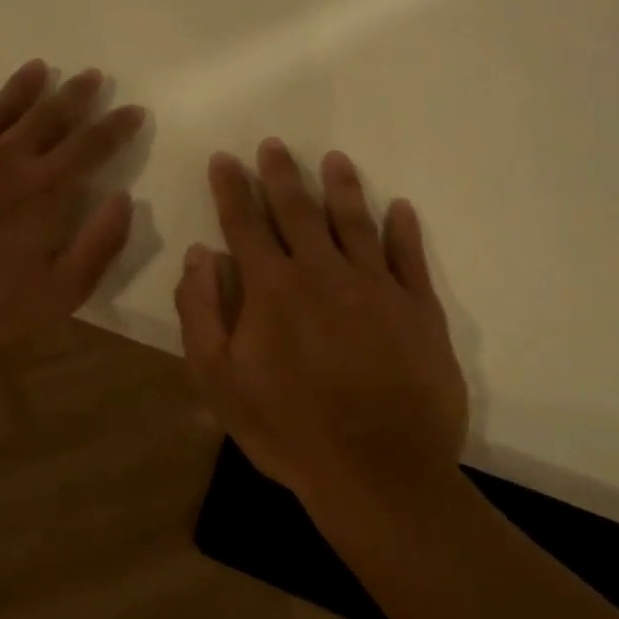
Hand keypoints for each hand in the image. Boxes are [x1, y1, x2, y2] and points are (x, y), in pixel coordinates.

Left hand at [0, 59, 145, 368]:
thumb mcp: (61, 291)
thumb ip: (99, 243)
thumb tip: (123, 199)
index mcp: (44, 189)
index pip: (90, 146)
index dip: (116, 126)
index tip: (133, 110)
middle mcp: (6, 159)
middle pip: (48, 116)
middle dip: (75, 95)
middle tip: (92, 76)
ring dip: (23, 87)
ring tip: (39, 67)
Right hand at [173, 140, 468, 509]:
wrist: (378, 473)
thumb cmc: (287, 428)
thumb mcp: (217, 380)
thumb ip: (199, 312)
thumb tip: (199, 255)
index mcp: (272, 288)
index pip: (245, 223)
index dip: (232, 188)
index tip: (225, 158)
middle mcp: (322, 272)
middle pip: (298, 210)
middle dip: (280, 174)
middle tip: (273, 145)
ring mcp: (376, 287)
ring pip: (355, 221)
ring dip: (341, 187)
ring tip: (333, 160)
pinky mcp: (419, 309)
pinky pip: (409, 257)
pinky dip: (404, 229)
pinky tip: (399, 208)